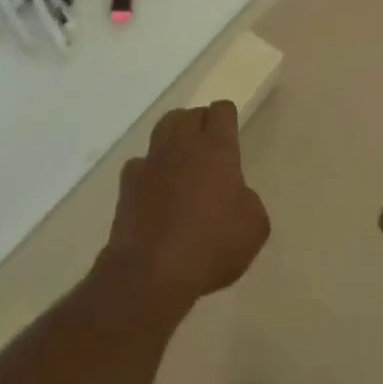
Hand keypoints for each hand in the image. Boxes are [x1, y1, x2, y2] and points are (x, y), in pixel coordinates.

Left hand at [102, 101, 269, 309]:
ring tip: (182, 157)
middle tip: (209, 147)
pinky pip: (140, 162)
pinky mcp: (128, 183)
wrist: (152, 273)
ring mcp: (152, 161)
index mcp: (217, 148)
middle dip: (201, 123)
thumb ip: (249, 201)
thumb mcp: (254, 228)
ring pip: (163, 127)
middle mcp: (183, 144)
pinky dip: (149, 169)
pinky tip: (155, 188)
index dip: (228, 117)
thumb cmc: (211, 246)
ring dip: (174, 135)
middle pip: (191, 114)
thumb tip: (236, 196)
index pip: (222, 110)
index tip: (231, 132)